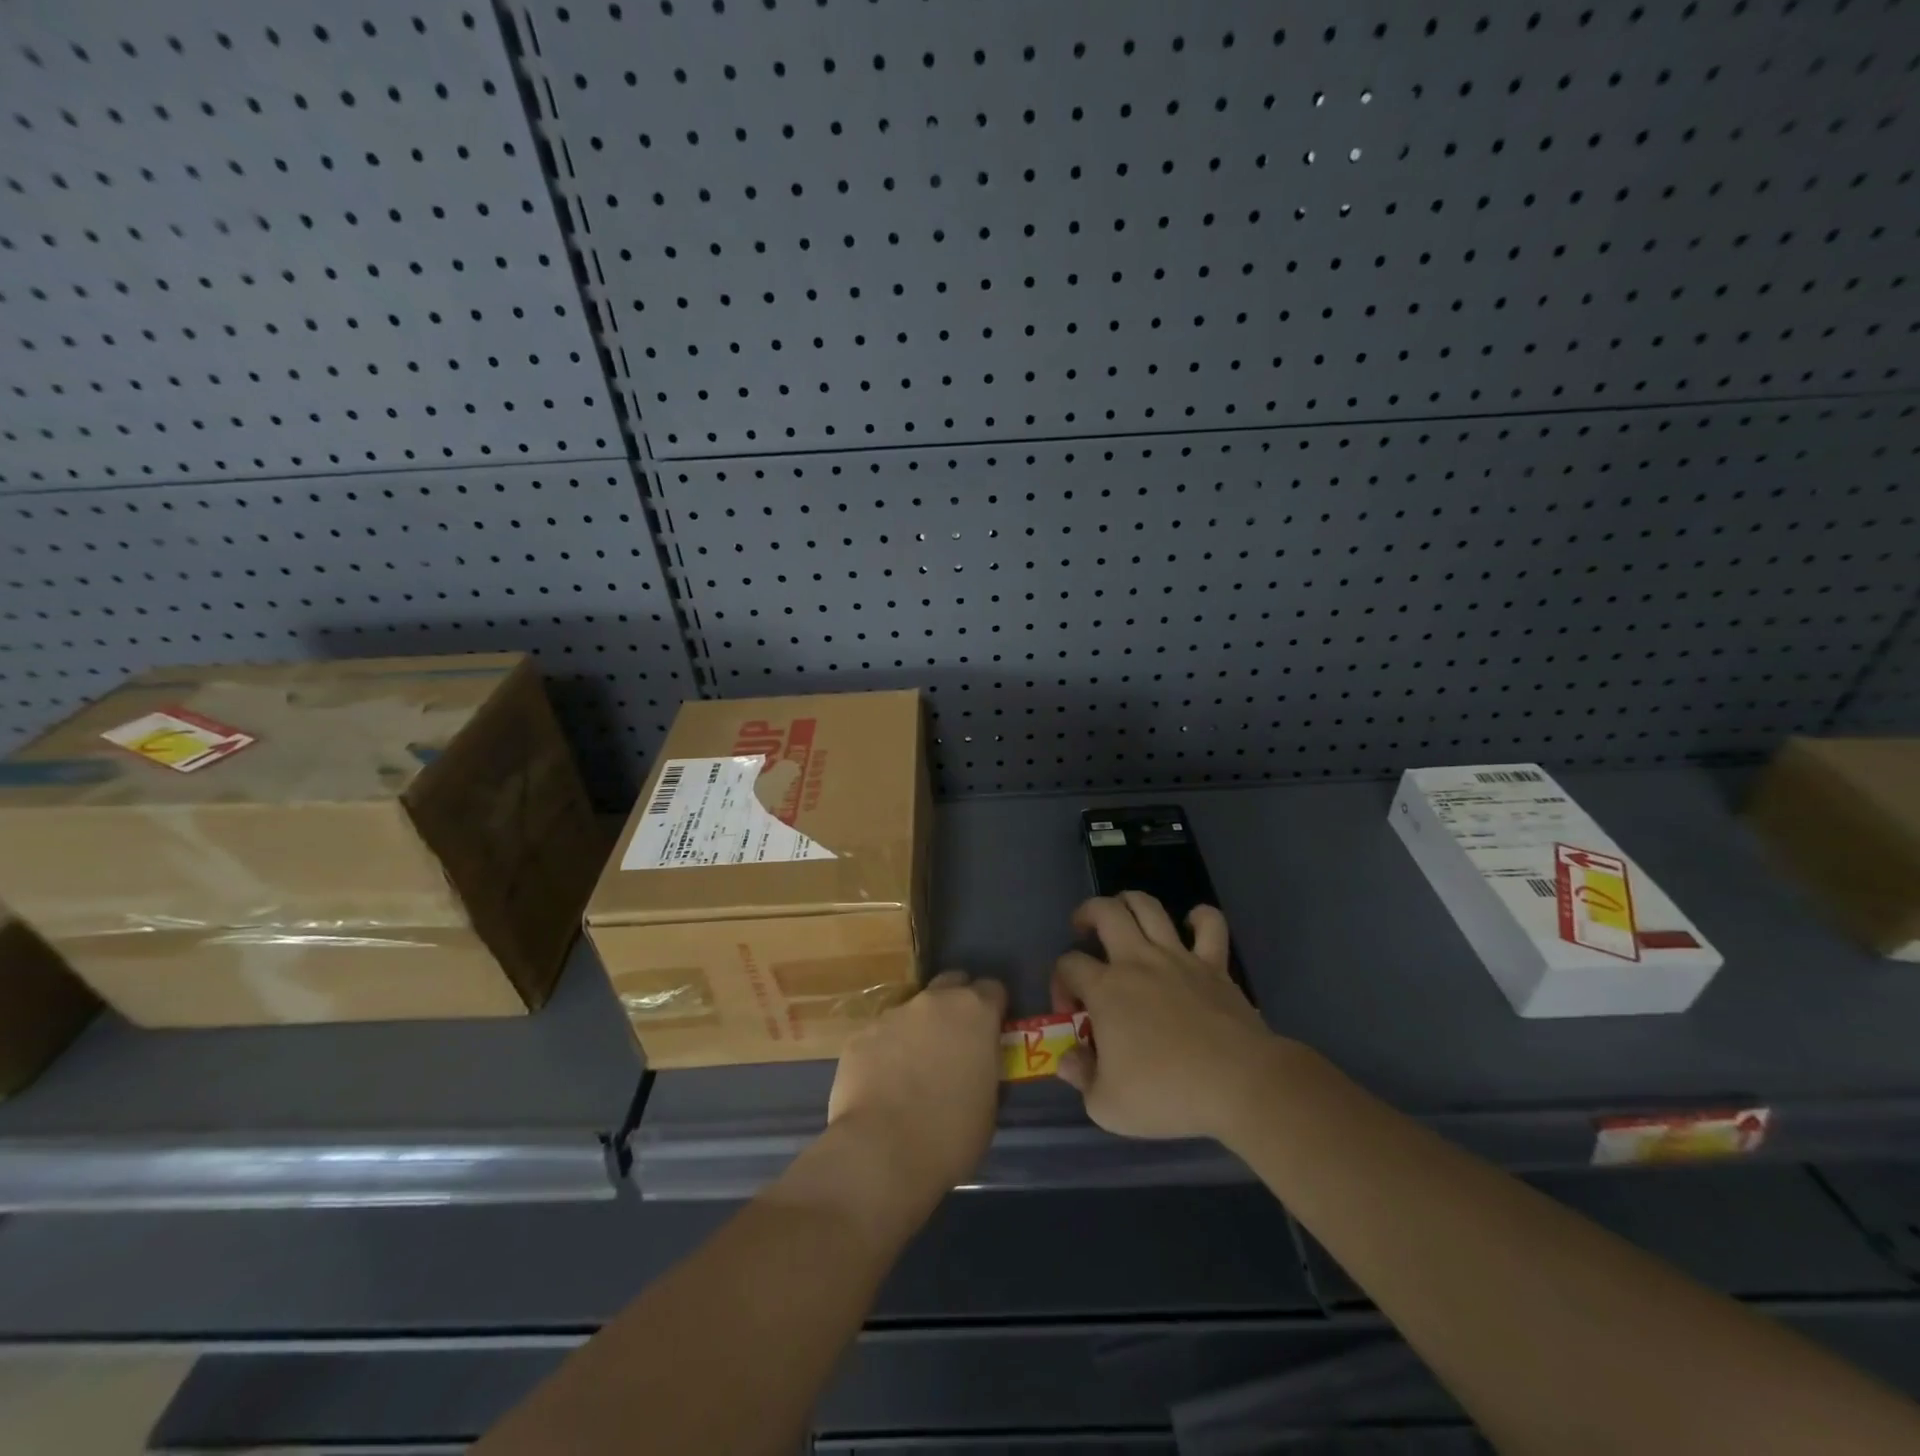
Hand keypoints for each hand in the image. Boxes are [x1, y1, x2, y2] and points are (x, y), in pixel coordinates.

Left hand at [828, 970, 1006, 1196]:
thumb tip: (977, 1063)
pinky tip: (883, 1084)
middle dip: (955, 1003)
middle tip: (955, 1040)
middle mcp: (934, 1001)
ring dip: (918, 1030)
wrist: (881, 1152)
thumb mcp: (989, 1104)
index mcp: (974, 1012)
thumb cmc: (950, 1135)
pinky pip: (881, 1036)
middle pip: (951, 983)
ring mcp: (893, 1014)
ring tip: (913, 1070)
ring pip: (913, 1011)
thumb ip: (985, 1067)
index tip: (992, 1031)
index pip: (992, 989)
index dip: (994, 1008)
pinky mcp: (860, 1034)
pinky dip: (886, 1051)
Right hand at [1053, 893, 1285, 1141]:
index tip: (1071, 1011)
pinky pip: (1210, 925)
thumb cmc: (1167, 1094)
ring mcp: (1178, 957)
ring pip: (1148, 906)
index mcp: (1106, 989)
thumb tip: (1068, 1059)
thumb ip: (1081, 1078)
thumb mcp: (1107, 1105)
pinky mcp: (1214, 964)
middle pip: (1104, 912)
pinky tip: (1191, 925)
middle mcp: (1136, 961)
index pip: (1068, 965)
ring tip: (1123, 914)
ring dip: (1130, 901)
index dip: (1060, 982)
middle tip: (1082, 929)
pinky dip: (1200, 918)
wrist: (1238, 1084)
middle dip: (1086, 914)